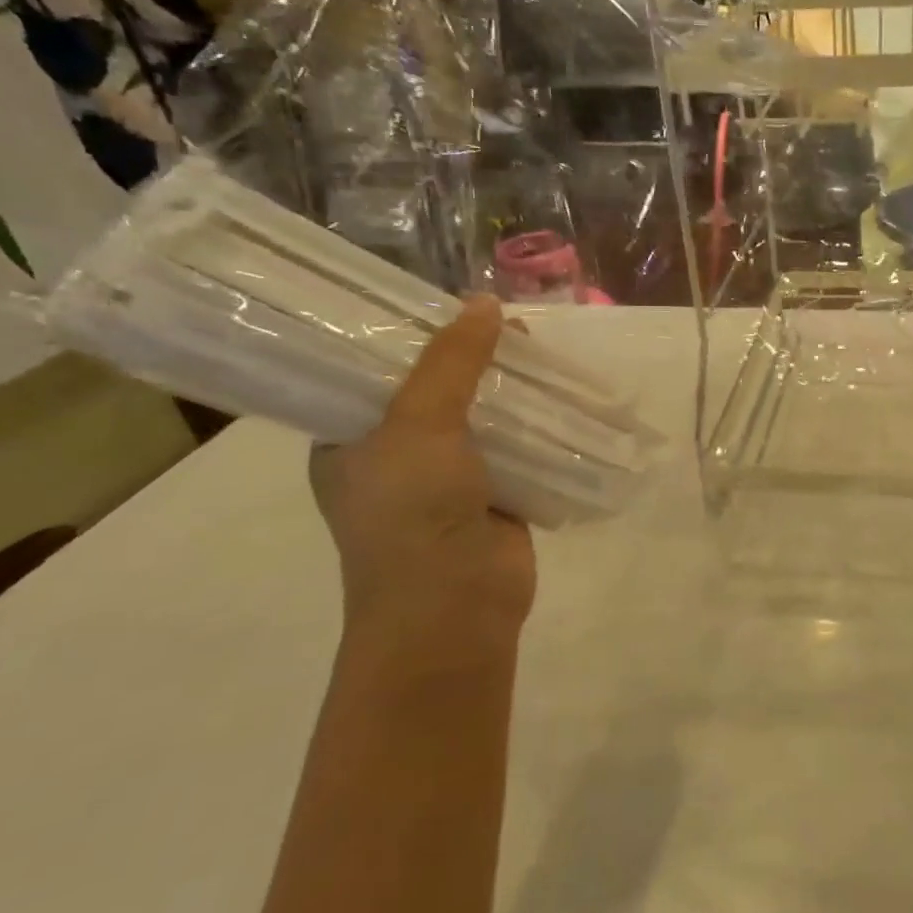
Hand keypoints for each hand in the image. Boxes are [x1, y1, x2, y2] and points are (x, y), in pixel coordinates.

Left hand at [311, 296, 535, 652]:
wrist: (455, 608)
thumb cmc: (412, 514)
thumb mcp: (419, 424)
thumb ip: (451, 363)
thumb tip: (487, 303)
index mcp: (350, 440)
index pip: (375, 371)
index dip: (413, 337)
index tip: (448, 304)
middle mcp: (396, 455)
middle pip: (438, 389)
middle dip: (473, 359)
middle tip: (508, 324)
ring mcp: (449, 478)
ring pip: (483, 417)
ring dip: (511, 390)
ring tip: (540, 350)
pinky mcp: (496, 494)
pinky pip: (518, 446)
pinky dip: (538, 423)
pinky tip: (562, 393)